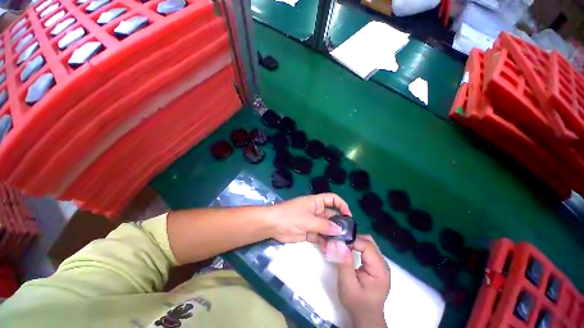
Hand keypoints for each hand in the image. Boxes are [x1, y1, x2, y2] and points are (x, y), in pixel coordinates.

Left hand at [266, 193, 351, 243]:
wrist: (273, 225)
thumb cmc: (290, 216)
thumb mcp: (308, 219)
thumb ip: (324, 225)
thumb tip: (340, 229)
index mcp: (316, 202)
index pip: (332, 199)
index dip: (342, 205)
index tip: (349, 216)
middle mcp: (316, 211)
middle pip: (332, 215)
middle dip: (339, 224)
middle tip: (348, 236)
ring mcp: (313, 222)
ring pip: (327, 227)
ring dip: (333, 235)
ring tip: (341, 245)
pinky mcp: (309, 232)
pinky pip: (320, 236)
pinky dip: (325, 242)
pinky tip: (330, 249)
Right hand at [333, 235, 389, 327]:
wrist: (366, 317)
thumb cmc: (356, 303)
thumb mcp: (347, 284)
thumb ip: (344, 263)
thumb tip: (338, 243)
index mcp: (379, 269)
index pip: (367, 245)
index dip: (352, 240)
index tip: (338, 241)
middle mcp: (383, 263)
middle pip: (369, 241)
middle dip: (353, 238)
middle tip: (339, 242)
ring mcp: (380, 263)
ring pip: (367, 243)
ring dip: (354, 241)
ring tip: (342, 245)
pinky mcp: (375, 265)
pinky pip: (366, 249)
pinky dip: (356, 246)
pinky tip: (348, 249)